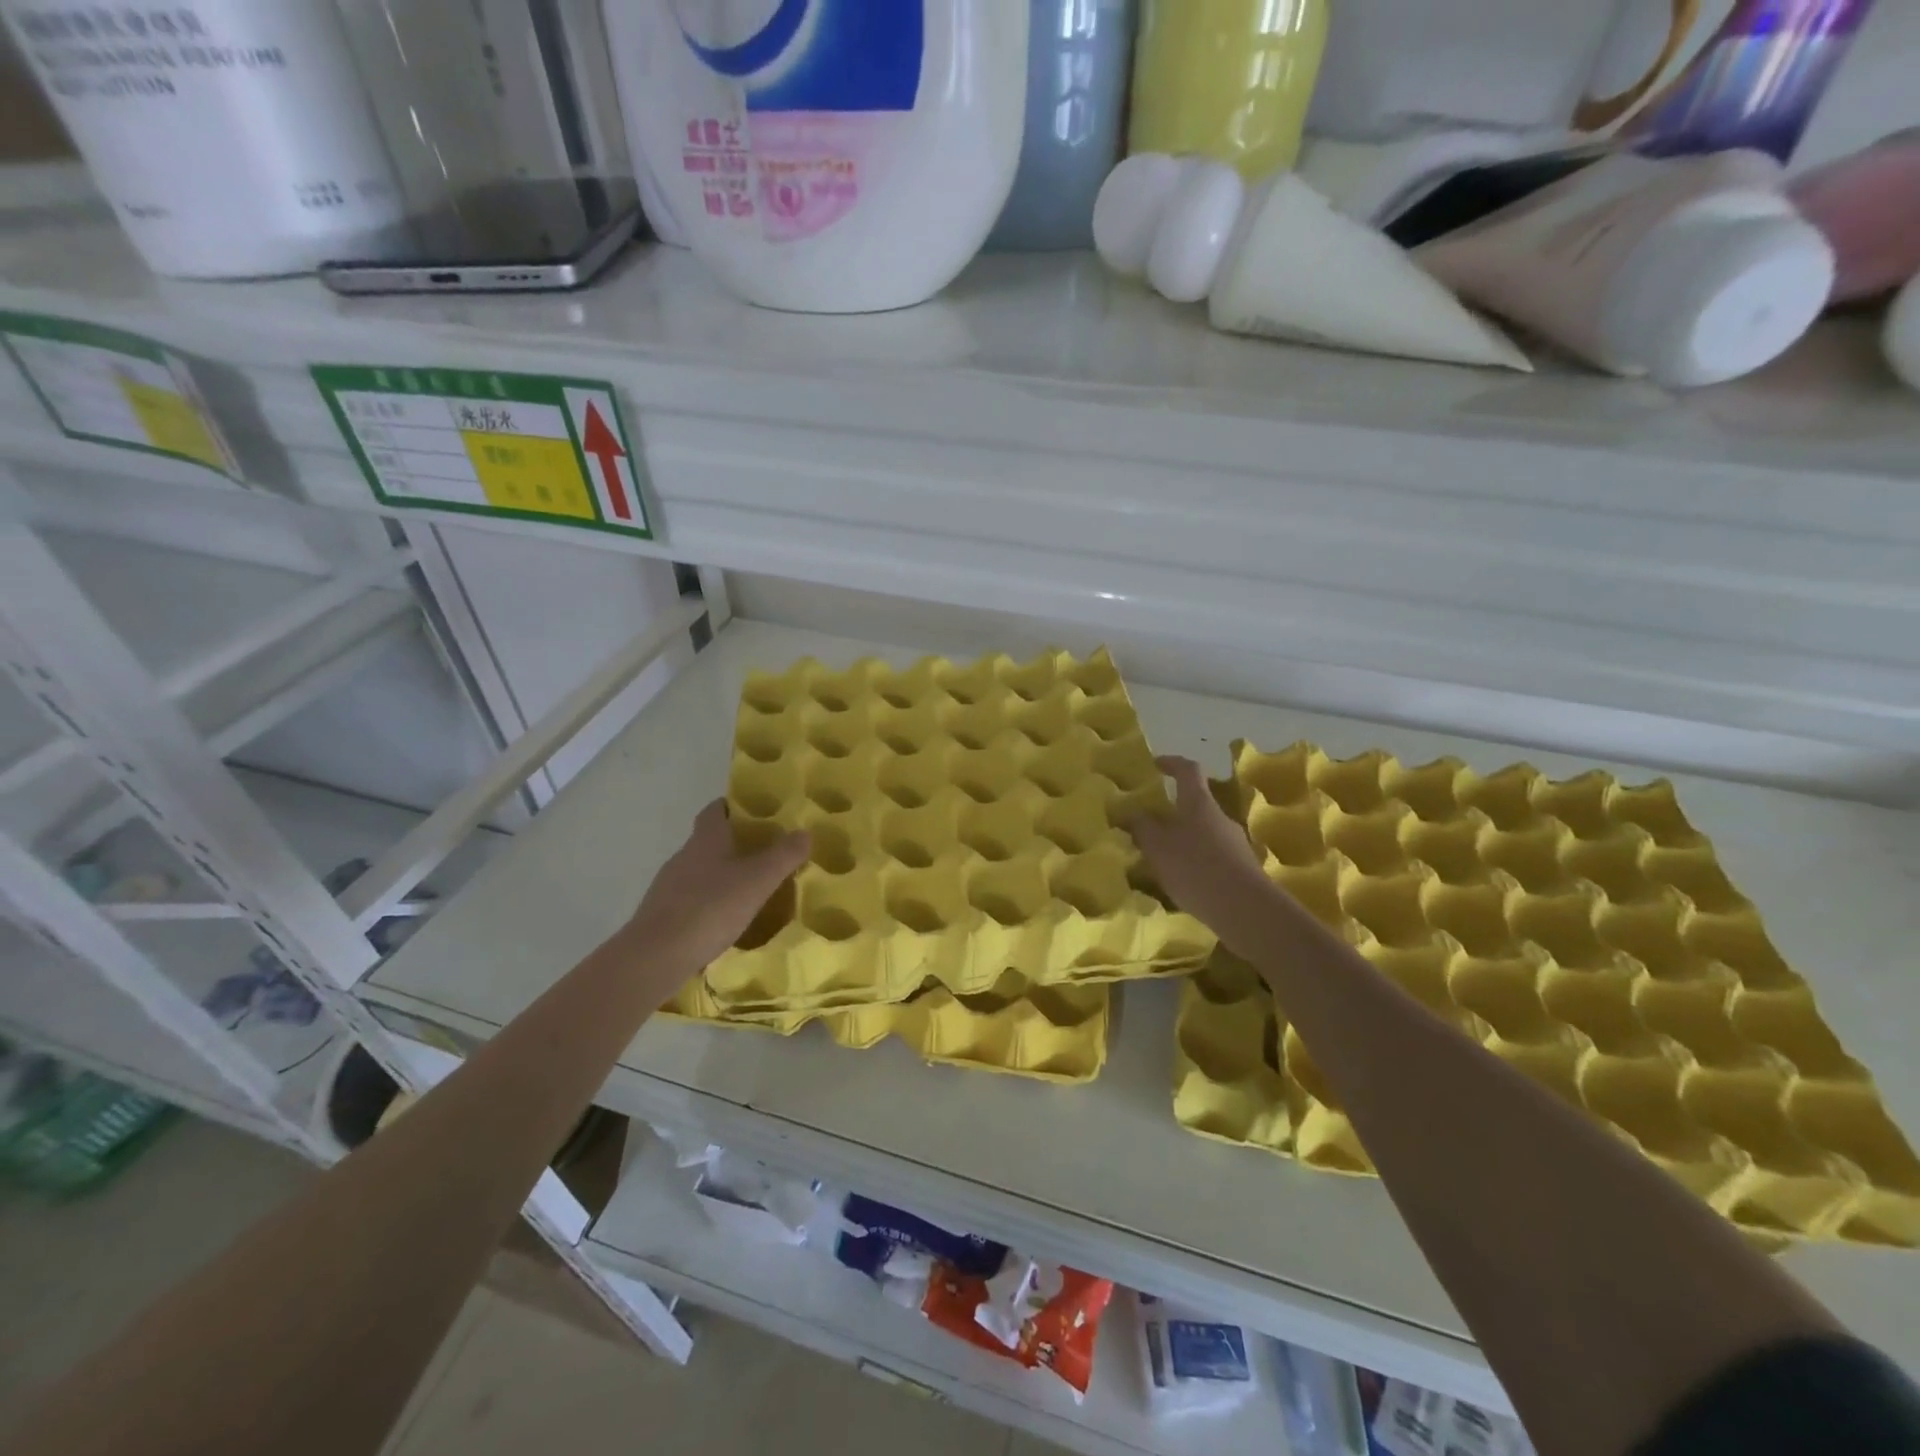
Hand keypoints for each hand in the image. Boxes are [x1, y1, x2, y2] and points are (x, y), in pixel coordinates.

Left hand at [626, 800, 808, 973]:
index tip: (754, 811)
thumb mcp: (758, 881)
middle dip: (733, 843)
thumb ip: (783, 856)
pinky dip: (708, 901)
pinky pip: (690, 899)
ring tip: (749, 888)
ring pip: (699, 871)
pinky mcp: (662, 915)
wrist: (654, 957)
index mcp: (705, 840)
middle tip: (764, 852)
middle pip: (708, 840)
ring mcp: (668, 887)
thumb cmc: (710, 909)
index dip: (733, 806)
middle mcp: (683, 856)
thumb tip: (805, 832)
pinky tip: (724, 920)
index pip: (715, 810)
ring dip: (721, 874)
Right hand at [1127, 756, 1274, 942]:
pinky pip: (1213, 857)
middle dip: (1173, 811)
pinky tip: (1184, 882)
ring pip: (1204, 833)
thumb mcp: (1157, 847)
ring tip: (1163, 859)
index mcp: (1198, 803)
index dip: (1172, 763)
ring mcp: (1235, 843)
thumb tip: (1134, 813)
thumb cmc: (1195, 867)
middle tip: (1151, 825)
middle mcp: (1220, 817)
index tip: (1156, 764)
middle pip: (1196, 805)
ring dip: (1184, 840)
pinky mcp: (1242, 869)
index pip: (1188, 771)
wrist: (1244, 909)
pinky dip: (1196, 862)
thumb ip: (1143, 827)